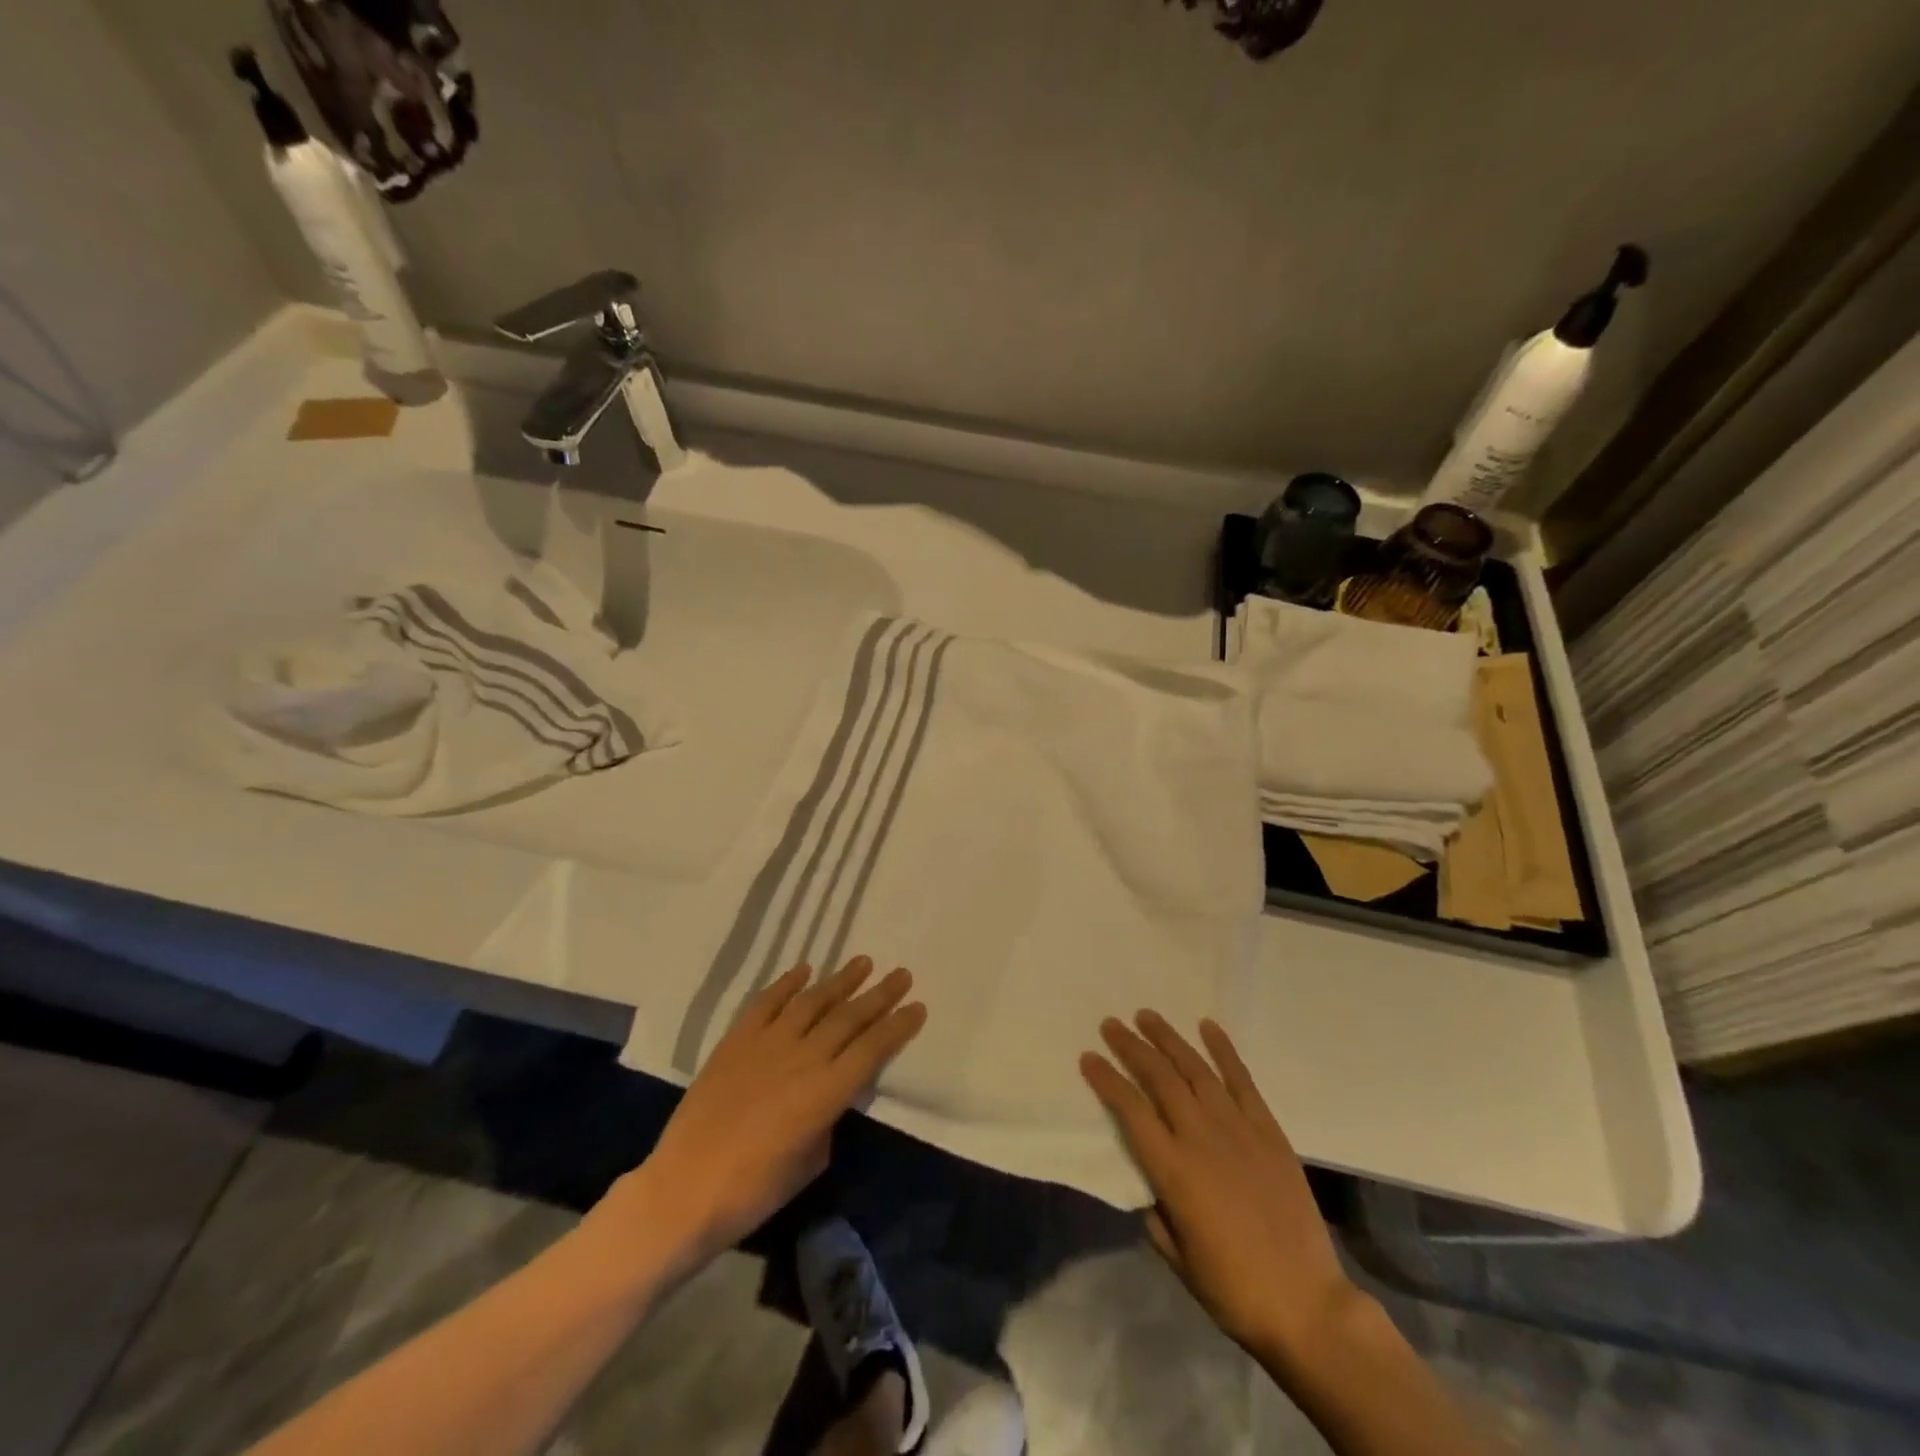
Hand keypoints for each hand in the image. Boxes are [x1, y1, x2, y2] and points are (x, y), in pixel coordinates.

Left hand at [608, 956, 925, 1282]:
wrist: (684, 1189)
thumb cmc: (754, 1191)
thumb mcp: (811, 1161)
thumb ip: (828, 1118)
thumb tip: (832, 1095)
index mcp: (827, 1091)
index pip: (873, 1048)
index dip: (898, 1026)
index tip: (918, 1006)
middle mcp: (803, 1057)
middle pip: (850, 1017)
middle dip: (880, 994)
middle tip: (902, 974)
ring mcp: (767, 1043)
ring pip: (812, 1001)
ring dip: (840, 980)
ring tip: (863, 962)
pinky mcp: (736, 1040)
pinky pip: (767, 1002)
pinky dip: (787, 984)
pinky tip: (803, 971)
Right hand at [1080, 1011, 1360, 1366]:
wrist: (1306, 1304)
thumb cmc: (1233, 1289)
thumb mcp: (1177, 1258)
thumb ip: (1155, 1213)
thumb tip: (1148, 1184)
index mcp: (1173, 1169)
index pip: (1130, 1109)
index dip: (1106, 1079)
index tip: (1088, 1057)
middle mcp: (1200, 1137)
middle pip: (1159, 1078)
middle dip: (1131, 1047)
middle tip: (1111, 1024)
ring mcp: (1238, 1129)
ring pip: (1196, 1070)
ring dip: (1169, 1040)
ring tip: (1147, 1015)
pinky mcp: (1268, 1131)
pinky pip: (1242, 1081)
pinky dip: (1224, 1051)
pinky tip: (1208, 1027)